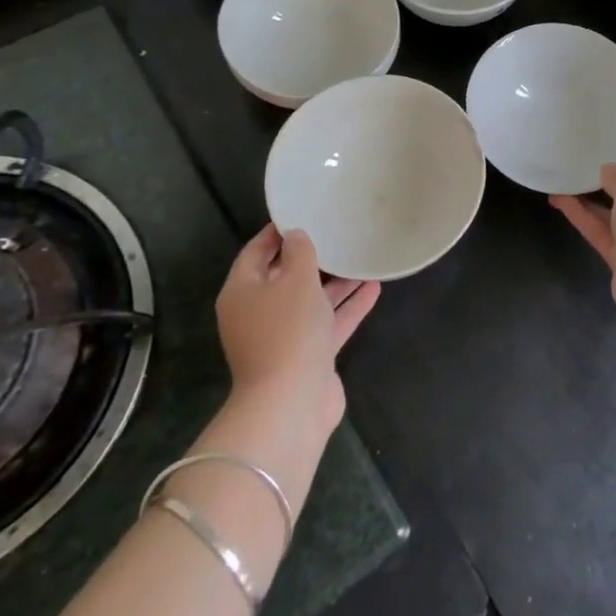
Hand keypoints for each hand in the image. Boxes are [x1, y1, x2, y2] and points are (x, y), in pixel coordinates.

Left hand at [213, 224, 380, 446]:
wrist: (291, 402)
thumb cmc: (287, 331)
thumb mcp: (295, 280)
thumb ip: (299, 253)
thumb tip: (297, 236)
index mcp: (242, 292)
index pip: (256, 252)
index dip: (277, 232)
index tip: (302, 212)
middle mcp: (258, 313)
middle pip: (283, 277)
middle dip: (310, 258)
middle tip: (336, 233)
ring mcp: (283, 337)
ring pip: (310, 301)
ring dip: (335, 283)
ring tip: (361, 258)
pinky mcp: (307, 356)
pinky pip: (328, 323)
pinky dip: (347, 307)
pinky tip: (373, 288)